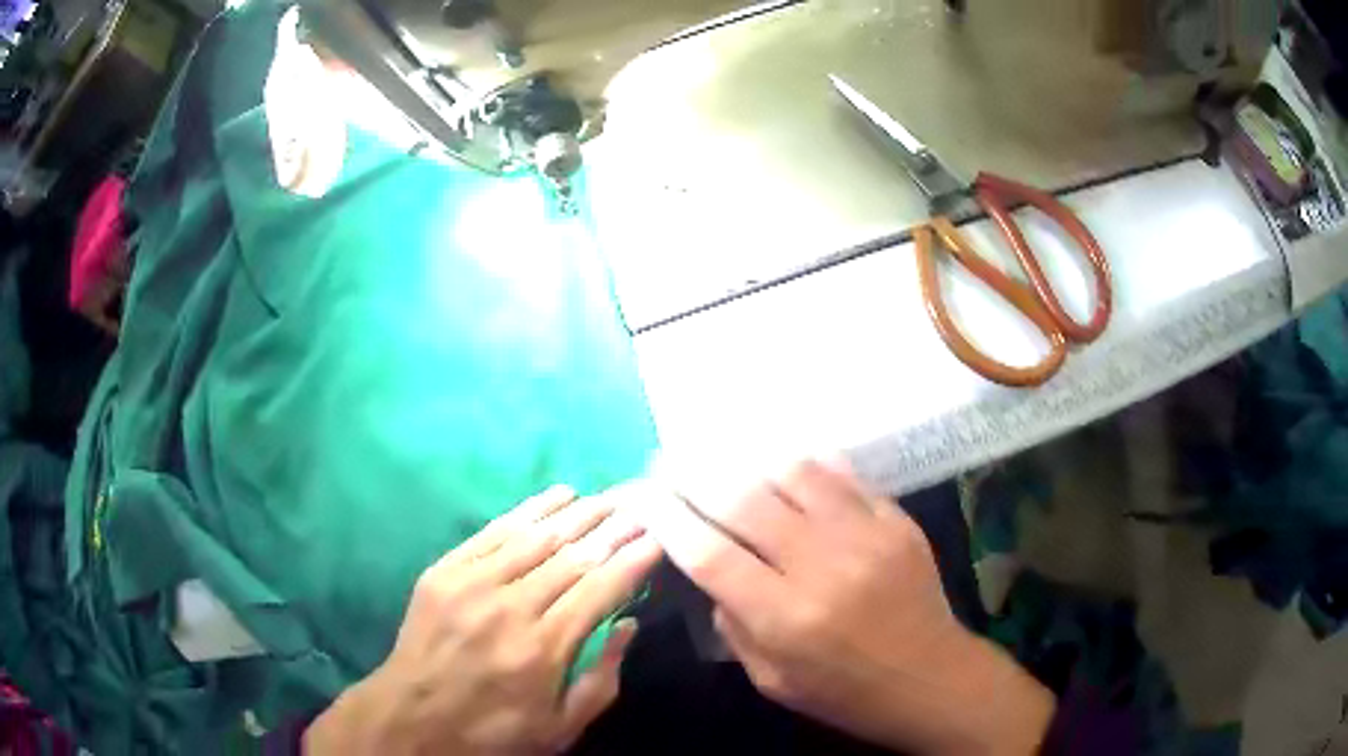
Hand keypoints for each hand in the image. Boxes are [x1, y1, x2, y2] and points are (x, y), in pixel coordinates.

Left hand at [305, 485, 661, 755]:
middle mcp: (510, 607)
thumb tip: (628, 624)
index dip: (634, 559)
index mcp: (544, 648)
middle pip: (572, 555)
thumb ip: (603, 678)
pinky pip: (495, 530)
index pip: (601, 588)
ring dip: (578, 512)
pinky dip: (530, 509)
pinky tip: (557, 495)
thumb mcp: (561, 726)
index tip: (660, 535)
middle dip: (613, 527)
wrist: (413, 716)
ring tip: (608, 495)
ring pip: (537, 535)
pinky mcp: (445, 570)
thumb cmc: (494, 729)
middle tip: (643, 504)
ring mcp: (472, 583)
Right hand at [639, 459, 1053, 754]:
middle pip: (744, 500)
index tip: (642, 496)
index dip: (667, 518)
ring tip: (719, 454)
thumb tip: (709, 568)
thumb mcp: (771, 680)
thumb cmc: (844, 692)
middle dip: (694, 474)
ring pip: (792, 472)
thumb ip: (734, 623)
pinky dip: (802, 463)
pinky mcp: (895, 519)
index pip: (709, 553)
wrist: (930, 676)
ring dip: (746, 459)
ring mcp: (865, 535)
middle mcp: (822, 566)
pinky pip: (841, 474)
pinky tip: (780, 461)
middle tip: (668, 461)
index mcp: (785, 618)